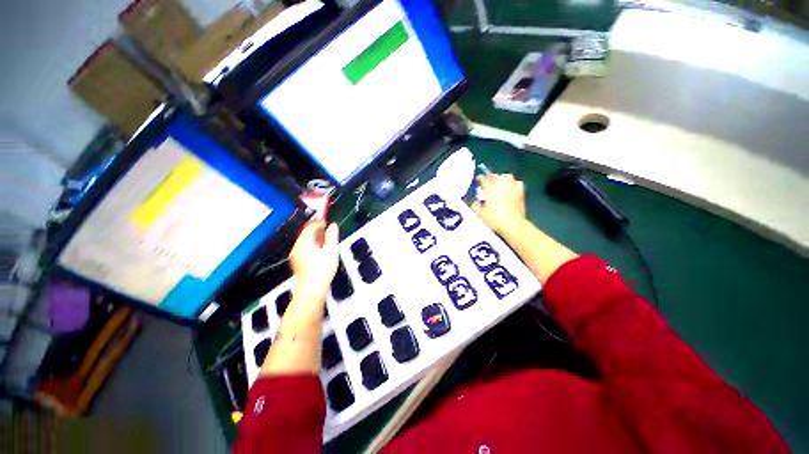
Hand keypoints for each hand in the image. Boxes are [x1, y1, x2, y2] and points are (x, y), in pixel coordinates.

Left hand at [289, 221, 339, 306]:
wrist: (311, 291)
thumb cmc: (321, 270)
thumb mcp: (330, 251)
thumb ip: (332, 237)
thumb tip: (333, 226)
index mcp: (303, 243)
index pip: (309, 227)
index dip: (318, 221)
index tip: (327, 219)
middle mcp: (297, 248)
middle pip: (305, 234)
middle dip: (316, 228)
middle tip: (327, 226)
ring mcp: (297, 256)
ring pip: (305, 241)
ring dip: (316, 236)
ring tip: (326, 236)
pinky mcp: (299, 263)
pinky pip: (305, 248)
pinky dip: (313, 244)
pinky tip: (321, 248)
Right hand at [472, 174, 526, 234]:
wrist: (512, 224)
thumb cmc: (494, 219)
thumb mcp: (480, 214)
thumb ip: (476, 205)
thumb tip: (476, 201)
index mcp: (491, 189)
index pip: (484, 180)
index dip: (480, 178)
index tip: (478, 179)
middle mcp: (502, 185)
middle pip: (495, 176)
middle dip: (490, 177)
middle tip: (487, 180)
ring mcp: (512, 187)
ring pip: (506, 177)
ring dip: (501, 178)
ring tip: (499, 182)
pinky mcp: (521, 192)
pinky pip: (516, 182)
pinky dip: (512, 183)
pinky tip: (510, 187)